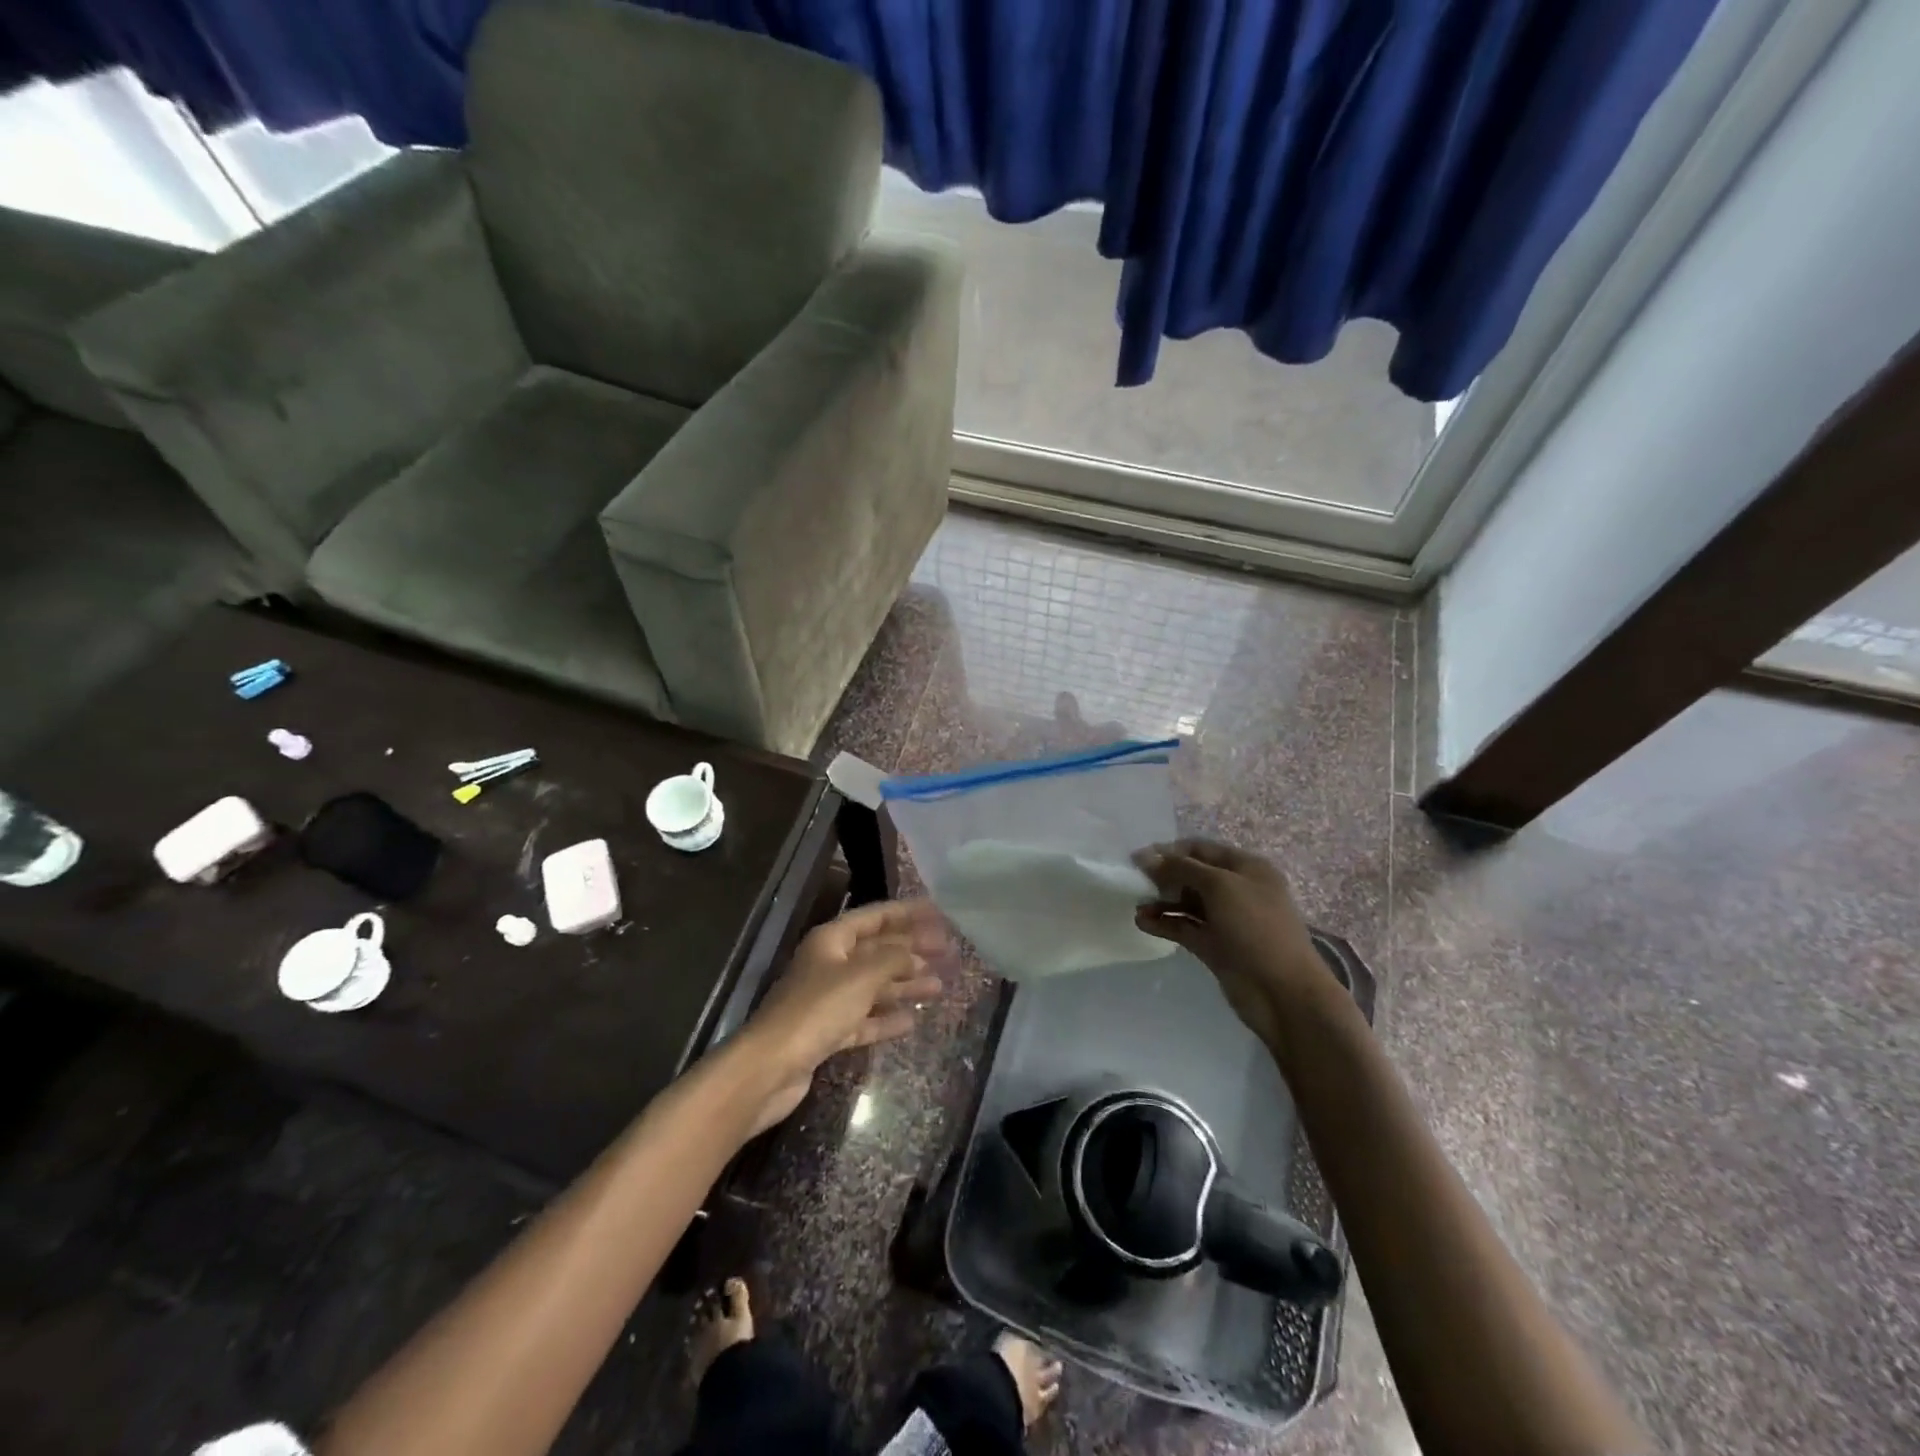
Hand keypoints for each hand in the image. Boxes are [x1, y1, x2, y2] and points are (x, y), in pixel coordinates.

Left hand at [742, 899, 948, 1111]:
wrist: (770, 1067)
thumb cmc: (817, 1010)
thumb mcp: (861, 976)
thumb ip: (893, 960)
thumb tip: (916, 954)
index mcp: (832, 940)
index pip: (875, 917)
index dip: (907, 913)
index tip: (939, 913)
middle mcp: (830, 964)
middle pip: (877, 951)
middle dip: (911, 950)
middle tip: (948, 952)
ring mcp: (828, 1000)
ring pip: (874, 986)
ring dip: (904, 984)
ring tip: (939, 987)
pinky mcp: (828, 1032)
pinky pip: (865, 1019)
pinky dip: (886, 1019)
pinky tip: (911, 1021)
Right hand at [1134, 841, 1336, 1046]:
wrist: (1283, 993)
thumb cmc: (1255, 928)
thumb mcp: (1220, 887)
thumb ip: (1181, 868)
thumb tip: (1147, 856)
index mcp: (1246, 868)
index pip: (1201, 849)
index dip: (1170, 850)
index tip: (1138, 859)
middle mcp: (1237, 890)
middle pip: (1192, 875)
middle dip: (1164, 876)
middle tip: (1135, 882)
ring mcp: (1226, 920)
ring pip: (1187, 903)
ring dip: (1161, 902)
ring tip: (1137, 906)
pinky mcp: (1216, 946)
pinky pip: (1185, 927)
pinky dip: (1165, 923)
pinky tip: (1142, 923)